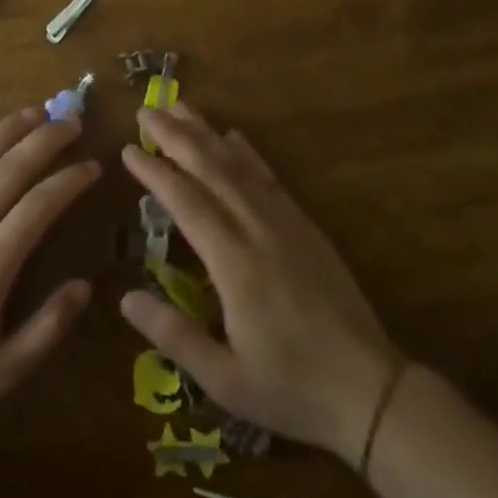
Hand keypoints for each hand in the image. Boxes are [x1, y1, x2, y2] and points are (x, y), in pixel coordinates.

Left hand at [0, 108, 98, 424]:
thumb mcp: (3, 371)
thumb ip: (47, 328)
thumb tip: (85, 285)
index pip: (38, 207)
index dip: (69, 181)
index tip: (93, 166)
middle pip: (8, 170)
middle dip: (44, 140)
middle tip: (71, 122)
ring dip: (5, 130)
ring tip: (34, 111)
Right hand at [120, 104, 402, 463]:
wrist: (372, 390)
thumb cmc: (292, 388)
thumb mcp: (226, 380)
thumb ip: (174, 336)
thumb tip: (125, 297)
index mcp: (235, 265)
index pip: (187, 203)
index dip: (156, 172)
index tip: (128, 148)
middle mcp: (258, 231)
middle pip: (212, 170)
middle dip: (176, 136)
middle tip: (147, 110)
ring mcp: (286, 224)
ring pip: (240, 166)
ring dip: (207, 133)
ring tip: (180, 107)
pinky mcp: (306, 227)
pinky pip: (270, 178)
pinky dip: (248, 153)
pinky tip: (233, 136)